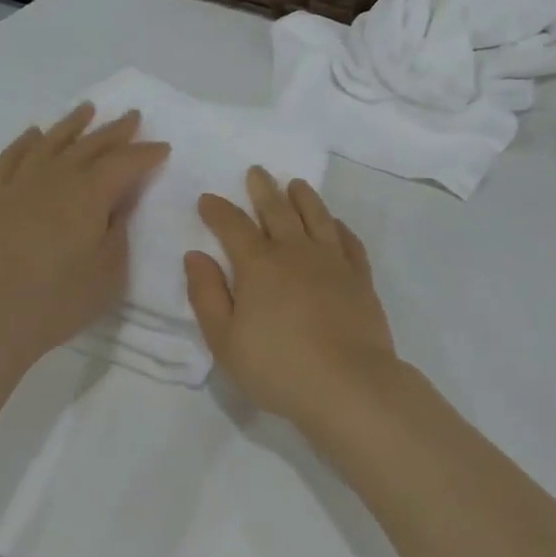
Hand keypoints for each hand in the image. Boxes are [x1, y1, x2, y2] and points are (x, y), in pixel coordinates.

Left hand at [0, 103, 167, 367]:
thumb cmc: (58, 302)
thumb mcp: (109, 272)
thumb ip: (118, 230)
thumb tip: (117, 202)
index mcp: (89, 195)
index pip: (125, 163)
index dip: (146, 153)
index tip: (162, 147)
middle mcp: (55, 179)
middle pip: (90, 146)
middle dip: (115, 131)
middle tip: (132, 117)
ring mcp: (17, 186)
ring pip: (50, 143)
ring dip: (72, 125)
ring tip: (87, 109)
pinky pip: (9, 159)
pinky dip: (24, 143)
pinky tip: (33, 134)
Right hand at [184, 168, 399, 429]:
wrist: (349, 384)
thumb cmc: (278, 367)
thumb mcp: (225, 340)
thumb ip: (207, 295)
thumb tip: (195, 255)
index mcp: (258, 265)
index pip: (233, 226)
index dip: (218, 210)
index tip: (208, 199)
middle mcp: (296, 252)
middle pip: (277, 210)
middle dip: (263, 189)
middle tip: (257, 172)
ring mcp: (332, 261)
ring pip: (316, 217)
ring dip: (303, 197)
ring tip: (295, 184)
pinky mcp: (360, 277)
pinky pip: (348, 241)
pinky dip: (338, 226)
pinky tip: (334, 223)